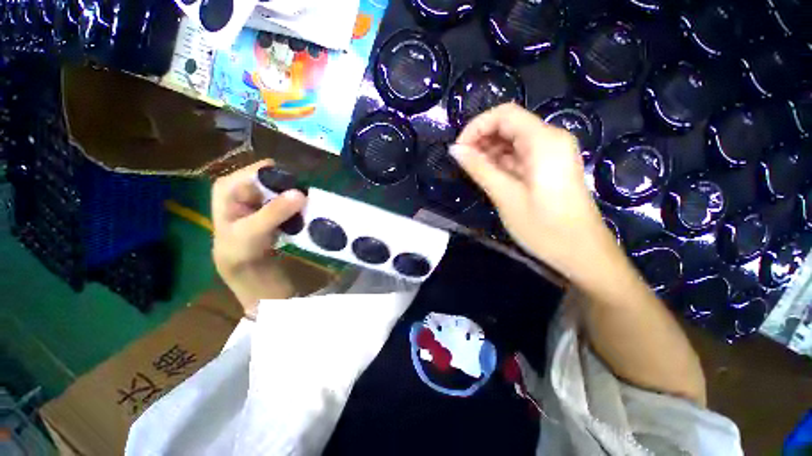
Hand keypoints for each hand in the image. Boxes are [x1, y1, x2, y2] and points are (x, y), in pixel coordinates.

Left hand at [212, 160, 305, 314]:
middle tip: (305, 205)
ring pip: (284, 188)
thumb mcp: (253, 231)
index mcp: (230, 184)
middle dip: (292, 189)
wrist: (243, 266)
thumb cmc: (240, 249)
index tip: (299, 195)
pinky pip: (287, 199)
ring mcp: (257, 194)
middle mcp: (243, 184)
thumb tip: (301, 193)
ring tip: (305, 211)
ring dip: (296, 199)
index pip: (264, 170)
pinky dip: (296, 205)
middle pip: (275, 177)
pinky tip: (301, 215)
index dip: (283, 180)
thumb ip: (274, 212)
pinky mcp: (269, 204)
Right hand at [451, 103, 616, 279]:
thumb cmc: (544, 227)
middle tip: (463, 163)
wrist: (582, 253)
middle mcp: (551, 139)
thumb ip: (479, 169)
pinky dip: (502, 162)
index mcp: (544, 141)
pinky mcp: (550, 167)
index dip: (476, 126)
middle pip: (509, 125)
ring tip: (473, 172)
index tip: (459, 150)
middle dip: (482, 139)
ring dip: (490, 152)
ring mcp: (552, 153)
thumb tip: (455, 150)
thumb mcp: (506, 196)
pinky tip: (489, 176)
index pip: (504, 114)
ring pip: (513, 140)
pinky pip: (521, 155)